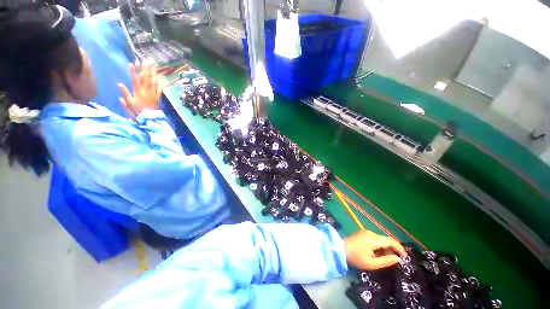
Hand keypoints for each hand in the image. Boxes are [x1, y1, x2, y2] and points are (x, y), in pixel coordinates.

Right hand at [118, 61, 163, 116]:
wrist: (149, 117)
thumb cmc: (137, 110)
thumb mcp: (129, 102)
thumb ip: (124, 93)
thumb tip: (119, 83)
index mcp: (138, 91)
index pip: (134, 79)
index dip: (133, 71)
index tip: (131, 63)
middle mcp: (146, 91)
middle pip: (146, 78)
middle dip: (145, 69)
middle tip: (146, 60)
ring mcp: (153, 93)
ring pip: (153, 81)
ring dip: (154, 73)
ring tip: (154, 66)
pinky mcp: (157, 96)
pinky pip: (160, 89)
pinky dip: (161, 83)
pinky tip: (162, 78)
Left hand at [343, 230, 405, 269]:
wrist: (340, 249)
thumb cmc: (356, 257)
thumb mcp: (372, 263)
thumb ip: (386, 261)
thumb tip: (397, 258)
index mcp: (373, 239)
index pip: (391, 241)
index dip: (399, 248)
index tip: (404, 257)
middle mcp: (370, 233)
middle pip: (386, 239)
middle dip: (392, 249)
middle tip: (395, 259)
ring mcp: (365, 232)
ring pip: (380, 239)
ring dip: (385, 247)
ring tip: (385, 258)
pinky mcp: (362, 233)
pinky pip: (374, 238)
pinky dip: (379, 245)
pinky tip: (377, 253)